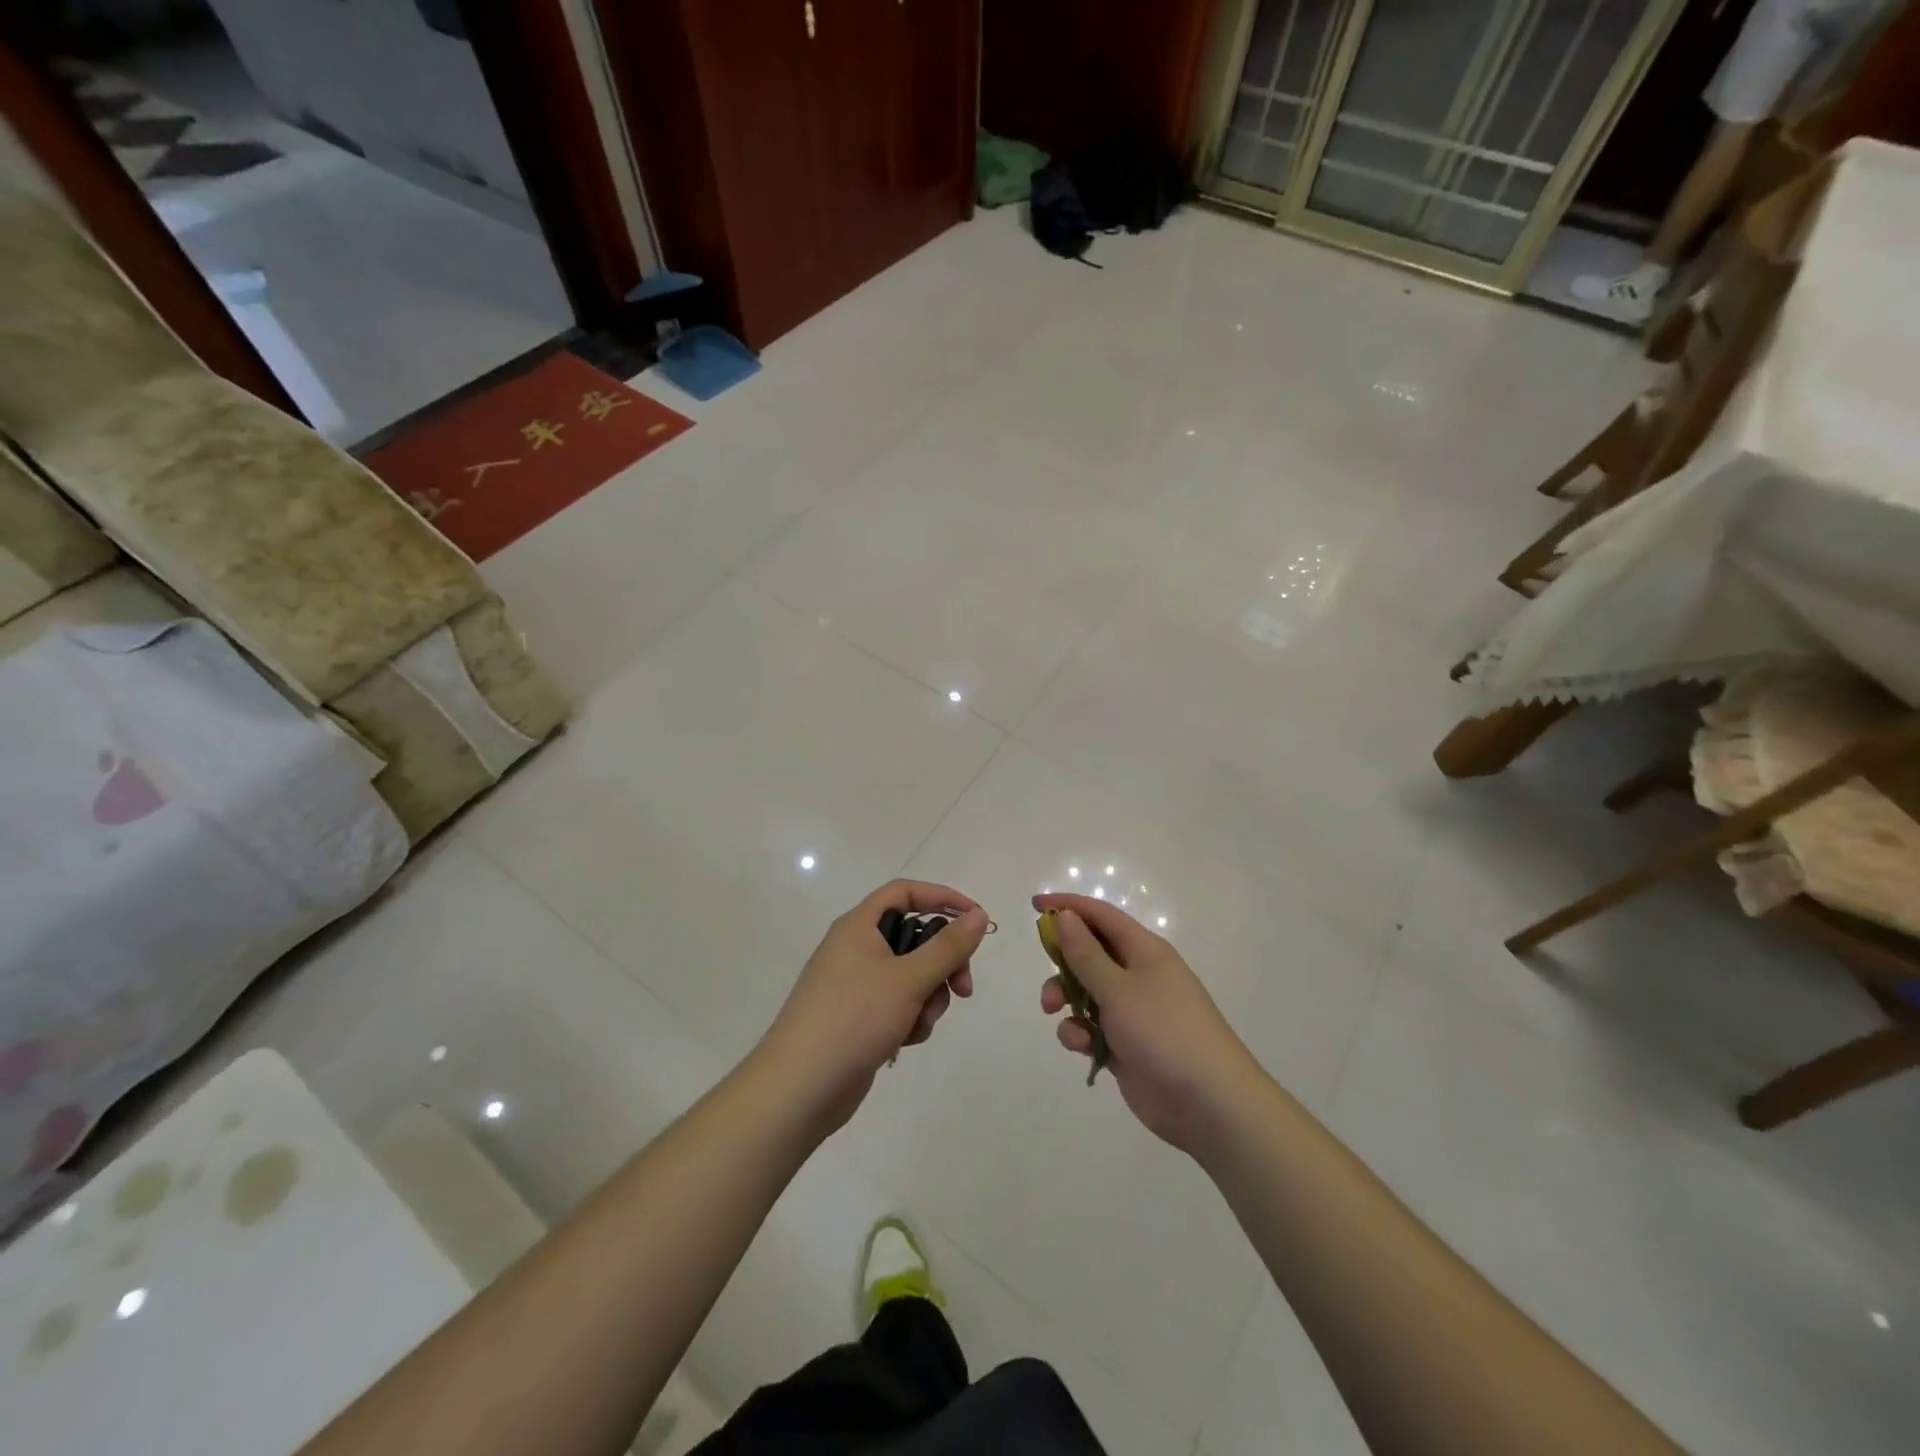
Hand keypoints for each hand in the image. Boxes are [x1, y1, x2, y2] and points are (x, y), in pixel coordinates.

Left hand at [760, 880, 987, 1133]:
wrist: (799, 1088)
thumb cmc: (853, 1019)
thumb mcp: (909, 979)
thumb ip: (948, 946)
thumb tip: (978, 915)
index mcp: (858, 926)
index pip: (905, 892)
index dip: (942, 897)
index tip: (976, 918)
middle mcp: (855, 948)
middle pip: (914, 937)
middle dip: (943, 963)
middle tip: (963, 989)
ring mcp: (855, 984)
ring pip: (911, 975)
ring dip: (927, 997)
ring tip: (919, 1024)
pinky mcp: (858, 1017)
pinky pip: (897, 1004)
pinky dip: (909, 1018)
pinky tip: (904, 1040)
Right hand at [1035, 893, 1264, 1155]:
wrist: (1209, 1104)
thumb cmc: (1164, 1032)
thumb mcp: (1119, 988)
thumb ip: (1086, 953)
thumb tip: (1065, 916)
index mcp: (1144, 951)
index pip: (1101, 916)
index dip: (1068, 907)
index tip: (1034, 905)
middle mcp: (1138, 975)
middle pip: (1089, 953)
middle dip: (1062, 963)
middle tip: (1045, 972)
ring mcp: (1133, 1011)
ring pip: (1086, 992)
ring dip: (1066, 999)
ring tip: (1054, 1013)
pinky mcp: (1125, 1045)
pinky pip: (1092, 1027)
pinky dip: (1080, 1033)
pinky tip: (1082, 1047)